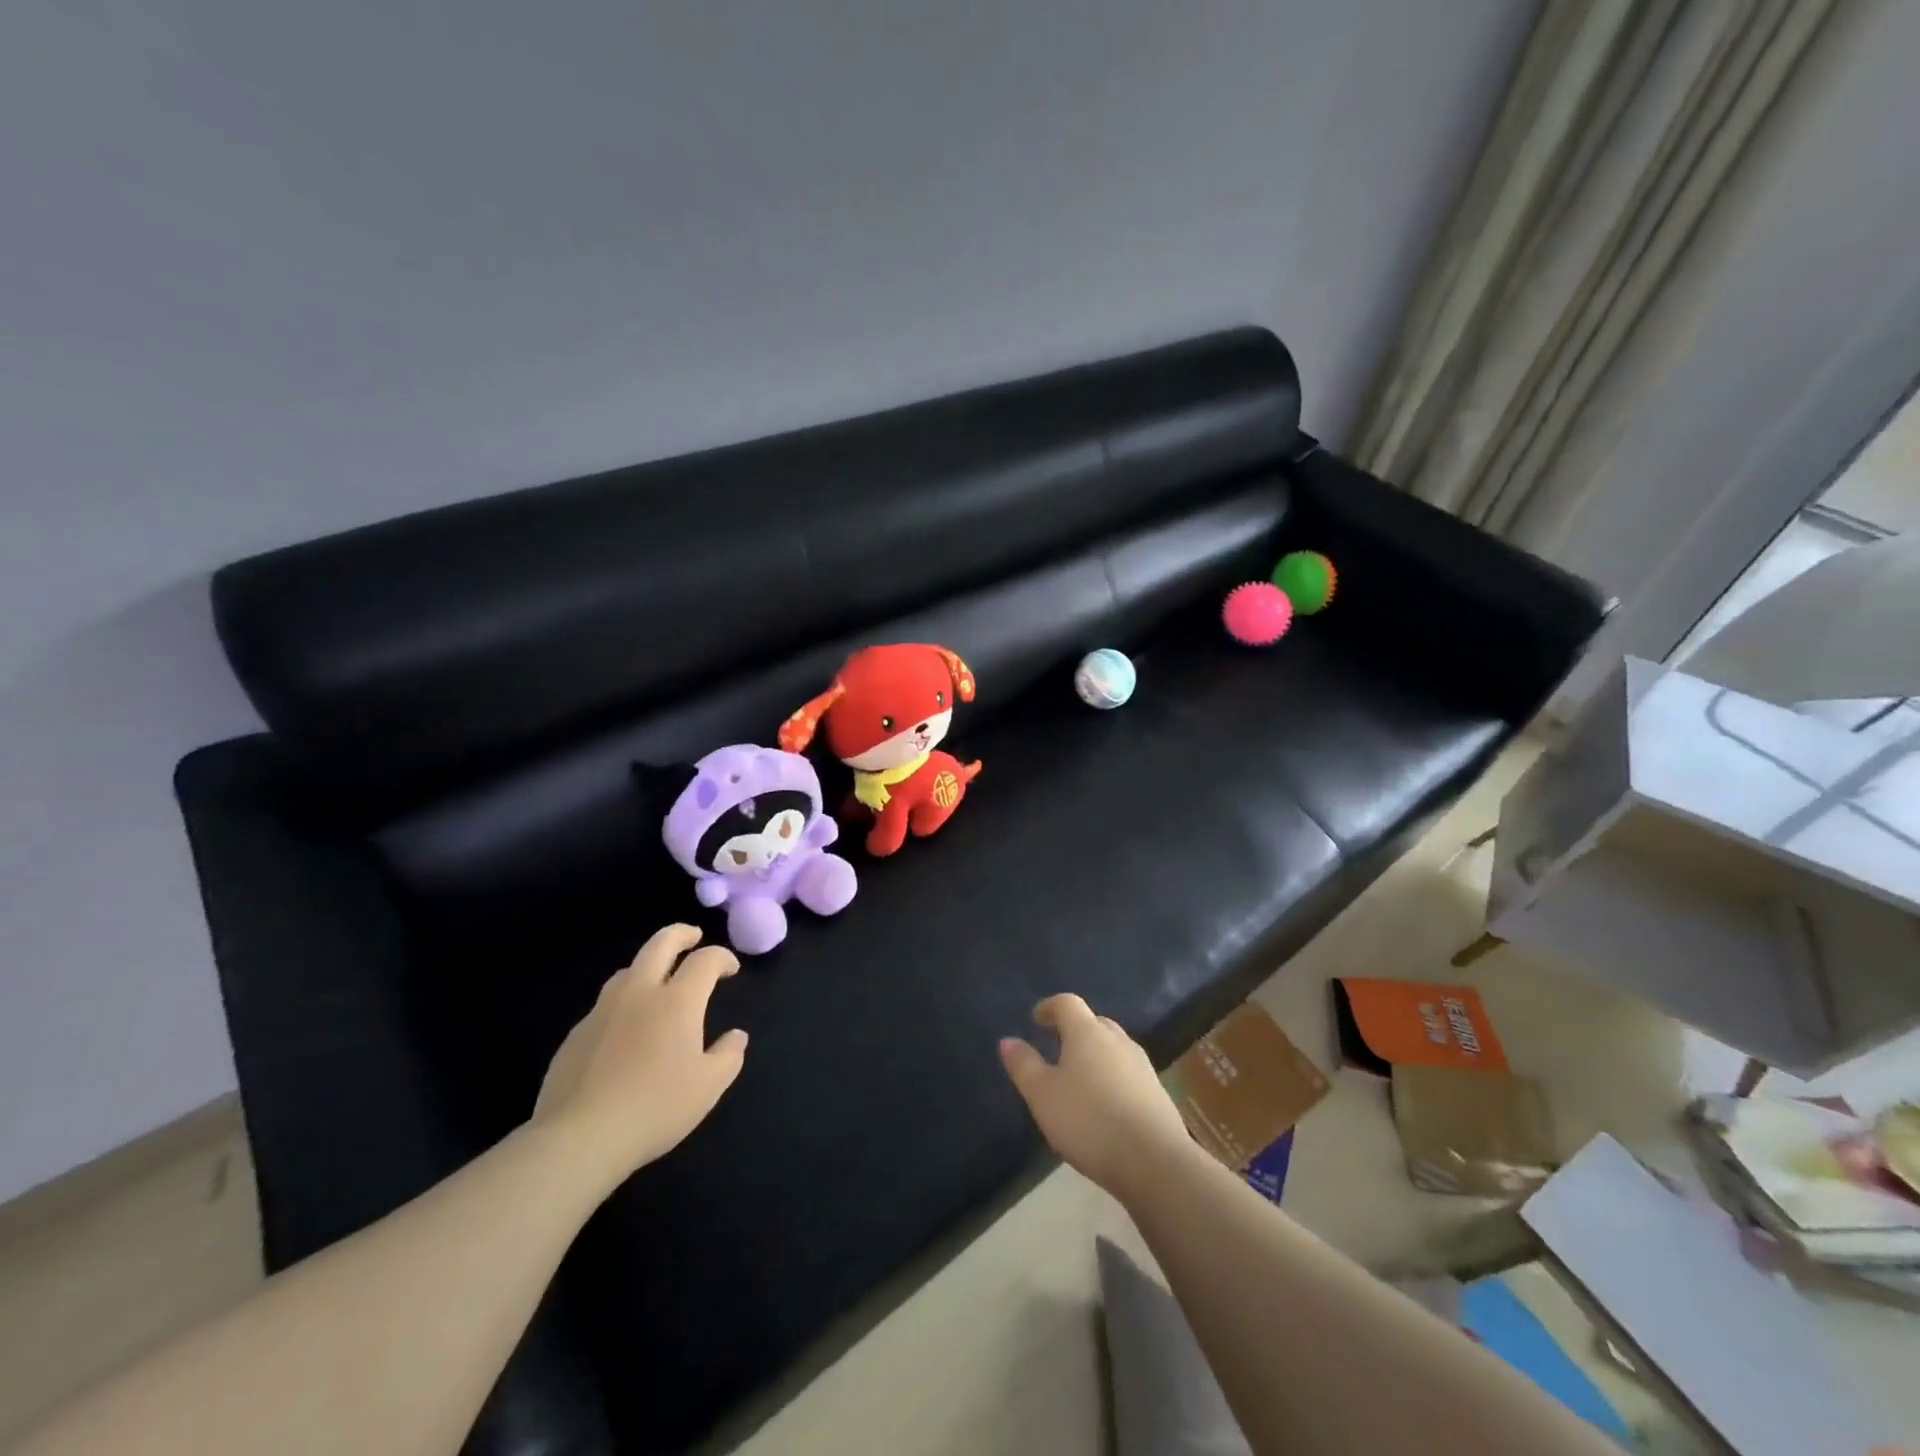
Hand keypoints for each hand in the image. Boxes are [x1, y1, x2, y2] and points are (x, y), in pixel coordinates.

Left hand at [534, 925, 747, 1188]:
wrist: (579, 1138)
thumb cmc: (654, 1108)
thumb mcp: (708, 1087)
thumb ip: (728, 1055)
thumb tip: (736, 1036)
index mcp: (677, 1001)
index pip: (705, 960)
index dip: (722, 957)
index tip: (730, 969)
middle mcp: (639, 993)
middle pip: (660, 944)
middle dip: (681, 934)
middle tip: (693, 936)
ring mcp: (602, 1011)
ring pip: (627, 970)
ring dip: (648, 965)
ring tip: (658, 980)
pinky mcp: (576, 1035)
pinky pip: (605, 1005)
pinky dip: (623, 1003)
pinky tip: (625, 1029)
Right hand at [999, 995, 1194, 1199]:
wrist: (1154, 1161)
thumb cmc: (1089, 1121)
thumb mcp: (1043, 1095)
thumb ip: (1024, 1065)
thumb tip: (1007, 1040)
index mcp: (1087, 1033)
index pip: (1067, 1003)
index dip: (1049, 1007)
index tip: (1036, 1019)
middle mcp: (1117, 1040)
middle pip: (1094, 1022)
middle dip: (1074, 1030)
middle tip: (1057, 1048)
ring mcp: (1142, 1066)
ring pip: (1113, 1047)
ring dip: (1095, 1054)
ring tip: (1079, 1078)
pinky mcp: (1157, 1092)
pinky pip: (1128, 1072)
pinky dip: (1112, 1077)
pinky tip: (1105, 1104)